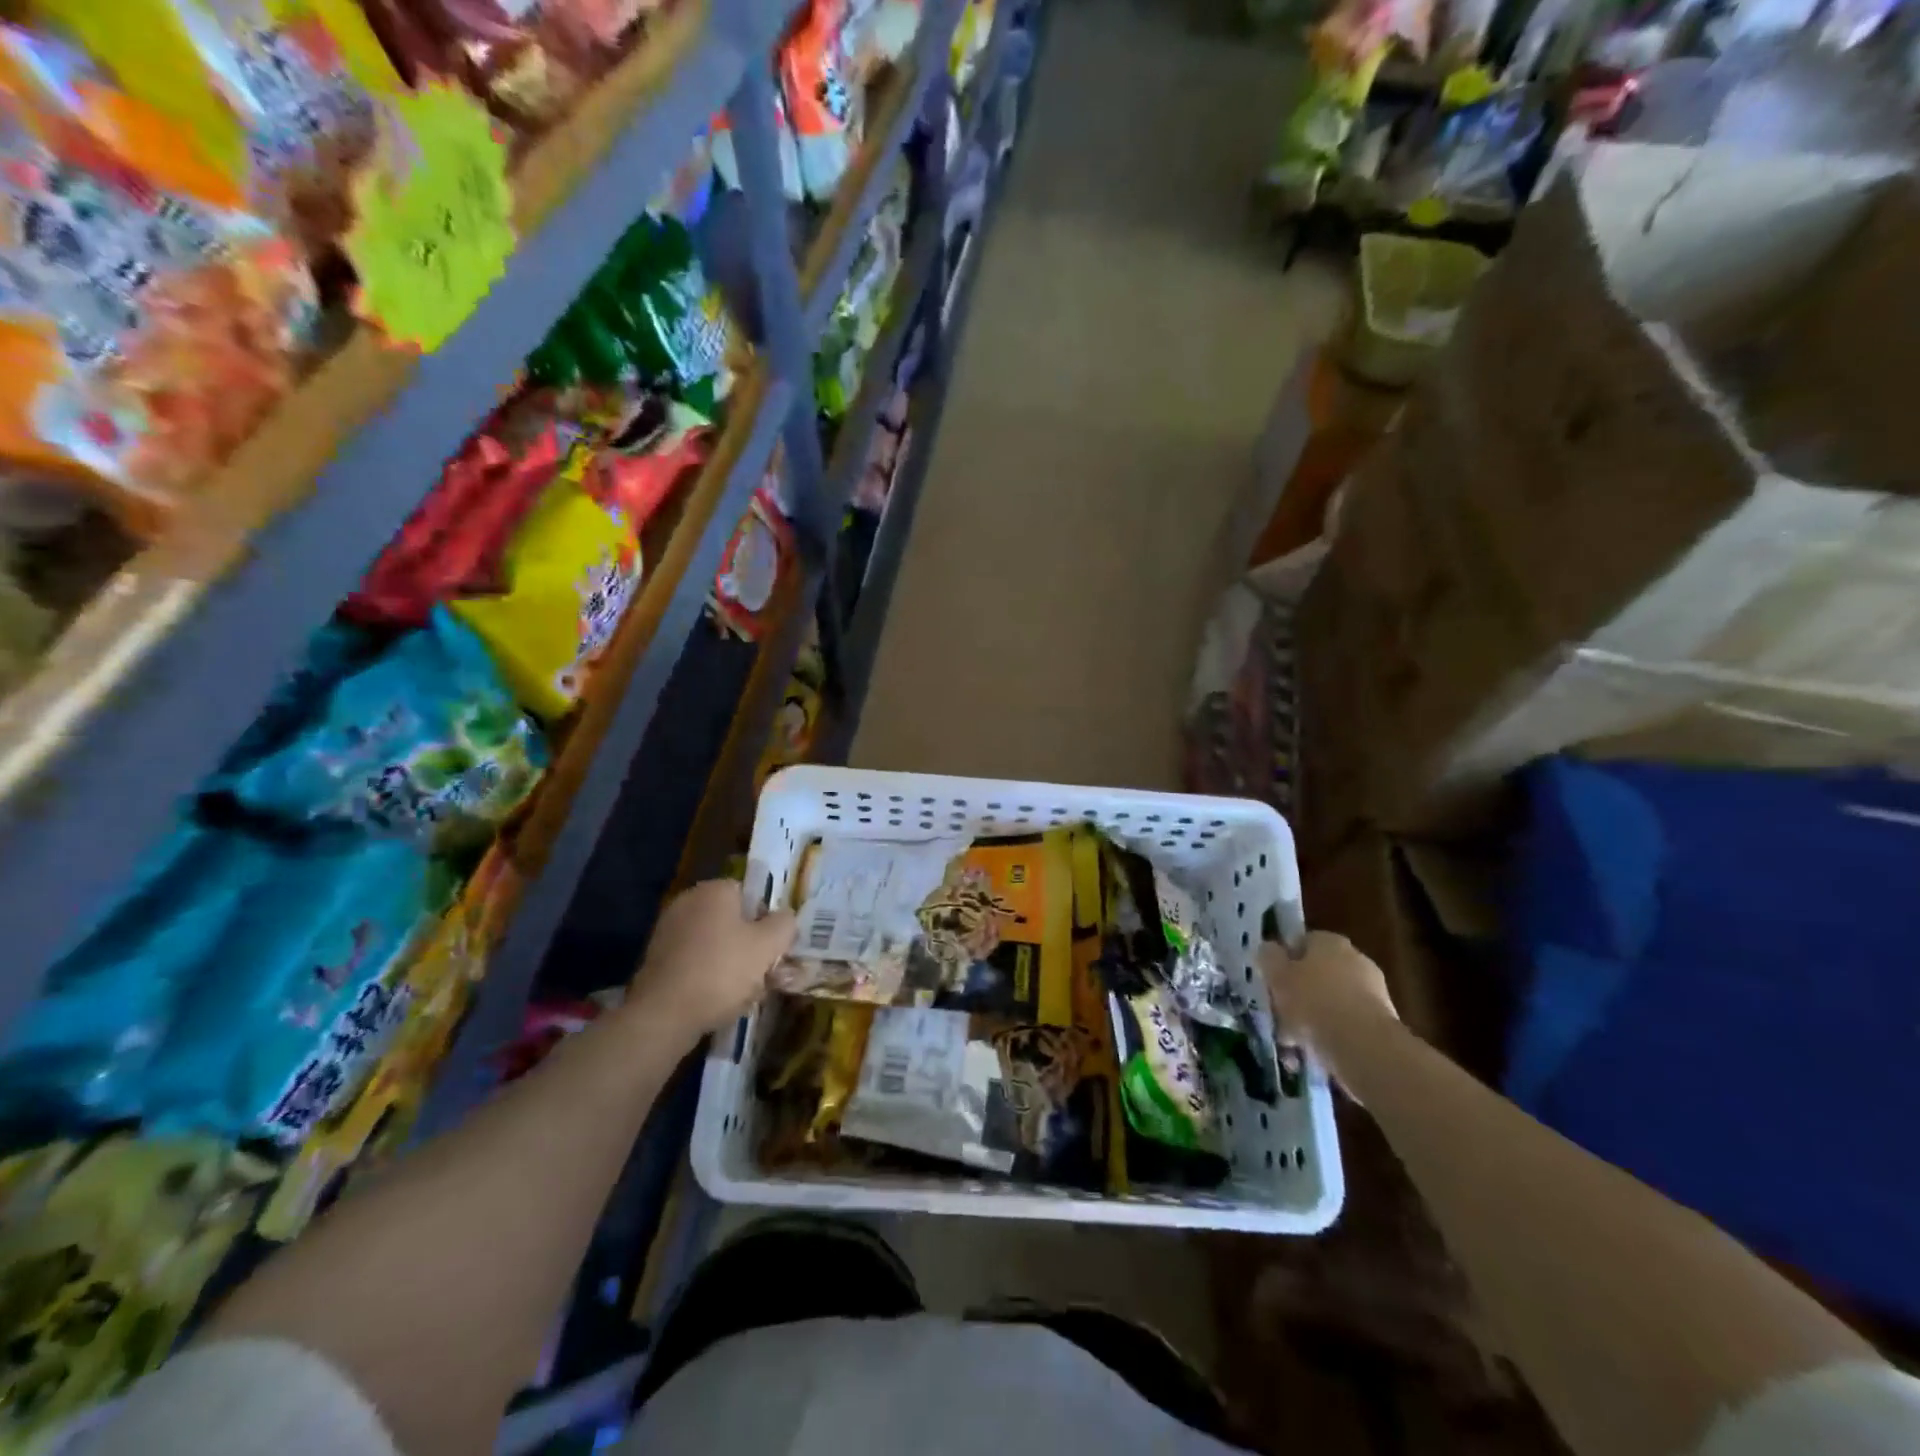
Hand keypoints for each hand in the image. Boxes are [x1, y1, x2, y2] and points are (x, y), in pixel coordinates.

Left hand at [631, 880, 795, 1042]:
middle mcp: (688, 902)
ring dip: (733, 964)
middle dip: (751, 946)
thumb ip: (785, 924)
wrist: (663, 1016)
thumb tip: (785, 917)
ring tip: (746, 994)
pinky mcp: (657, 961)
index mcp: (714, 890)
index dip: (768, 920)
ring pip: (715, 944)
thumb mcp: (768, 945)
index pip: (751, 894)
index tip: (775, 947)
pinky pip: (695, 962)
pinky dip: (709, 977)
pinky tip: (720, 1002)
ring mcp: (668, 932)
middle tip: (765, 974)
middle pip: (733, 921)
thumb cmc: (722, 971)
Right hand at [1262, 931, 1396, 1081]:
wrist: (1364, 1047)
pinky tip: (1312, 1056)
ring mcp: (1373, 992)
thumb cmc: (1313, 1002)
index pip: (1302, 943)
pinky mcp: (1382, 1023)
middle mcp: (1355, 959)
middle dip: (1298, 995)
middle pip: (1317, 974)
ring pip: (1330, 1003)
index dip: (1284, 962)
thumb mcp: (1277, 975)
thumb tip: (1269, 949)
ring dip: (1312, 1021)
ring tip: (1291, 1045)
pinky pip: (1346, 1026)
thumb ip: (1269, 957)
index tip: (1271, 983)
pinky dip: (1330, 1038)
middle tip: (1279, 1016)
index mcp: (1329, 942)